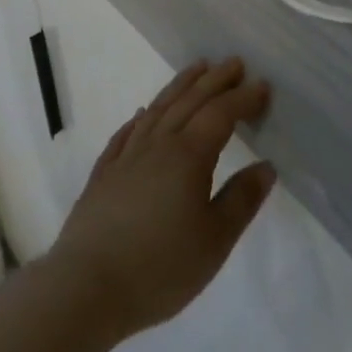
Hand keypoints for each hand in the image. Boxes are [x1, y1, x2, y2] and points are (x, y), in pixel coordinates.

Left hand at [45, 58, 275, 343]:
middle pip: (190, 101)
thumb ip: (242, 200)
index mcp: (189, 156)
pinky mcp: (103, 176)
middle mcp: (158, 145)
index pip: (221, 114)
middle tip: (234, 62)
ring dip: (180, 85)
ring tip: (196, 68)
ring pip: (158, 109)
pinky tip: (141, 114)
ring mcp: (126, 158)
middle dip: (215, 80)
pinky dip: (139, 118)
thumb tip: (266, 166)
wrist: (85, 289)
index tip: (262, 85)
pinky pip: (125, 134)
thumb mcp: (214, 241)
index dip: (243, 98)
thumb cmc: (158, 268)